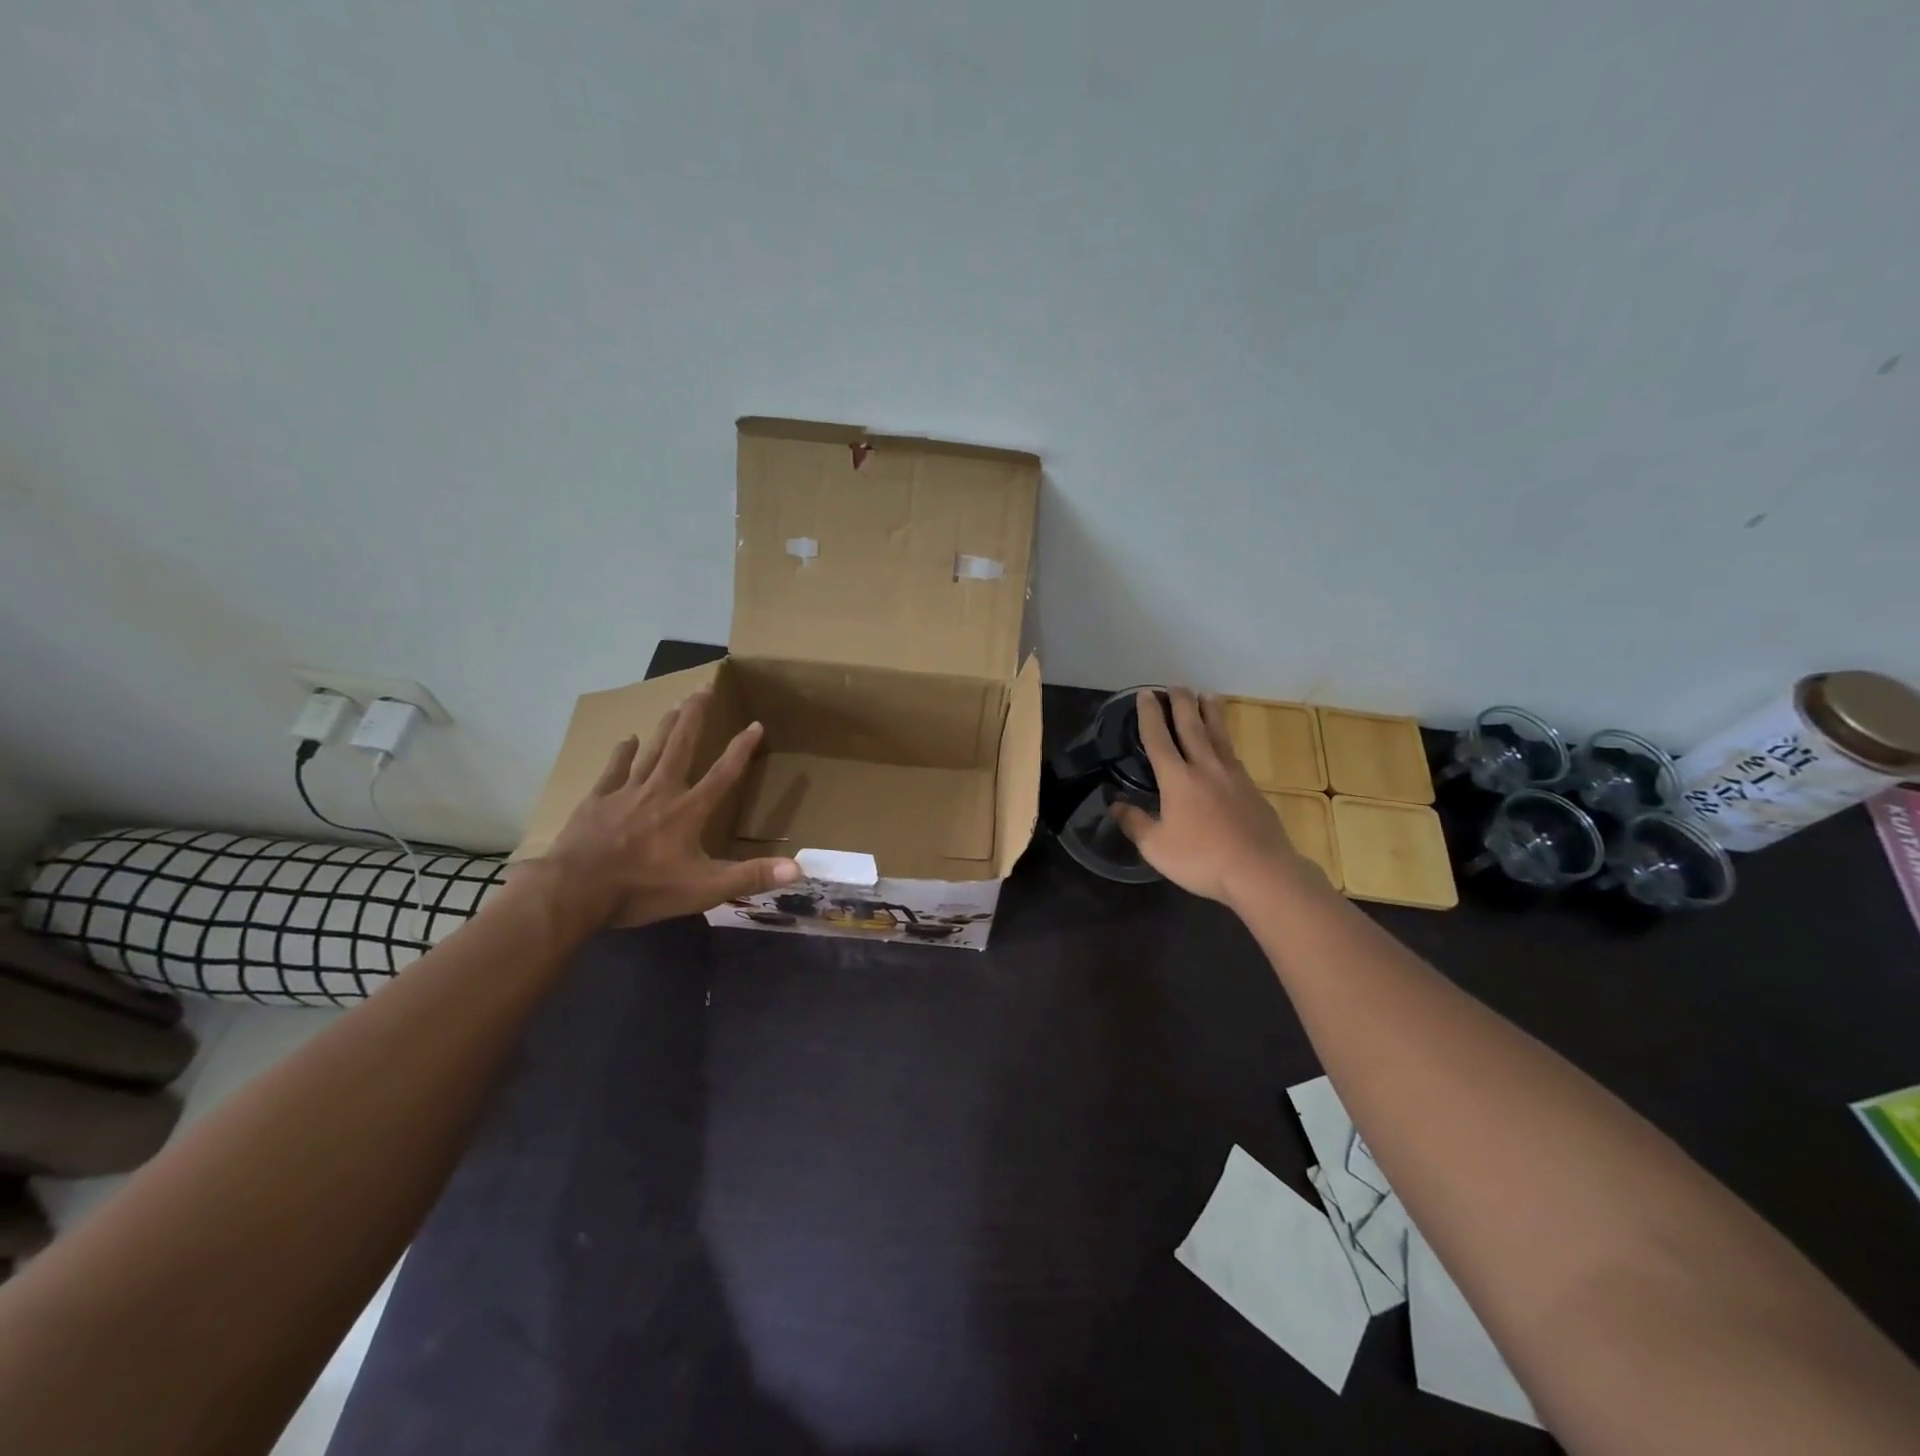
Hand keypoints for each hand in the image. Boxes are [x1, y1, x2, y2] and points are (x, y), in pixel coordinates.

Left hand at [526, 688, 800, 930]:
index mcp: (688, 811)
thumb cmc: (642, 889)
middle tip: (704, 688)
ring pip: (651, 750)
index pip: (723, 774)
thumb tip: (798, 868)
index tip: (755, 724)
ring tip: (676, 704)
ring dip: (665, 726)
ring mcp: (626, 793)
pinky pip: (614, 769)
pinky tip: (627, 740)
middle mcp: (661, 792)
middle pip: (682, 746)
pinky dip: (623, 753)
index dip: (741, 749)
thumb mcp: (704, 889)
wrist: (575, 891)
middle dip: (696, 717)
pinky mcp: (597, 801)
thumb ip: (750, 876)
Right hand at [1110, 688, 1307, 907]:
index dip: (1149, 715)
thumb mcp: (1156, 847)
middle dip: (1181, 703)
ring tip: (1207, 695)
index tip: (1145, 694)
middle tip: (1176, 684)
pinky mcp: (1251, 788)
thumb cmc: (1201, 859)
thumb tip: (1115, 805)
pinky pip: (1232, 753)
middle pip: (1191, 727)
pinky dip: (1224, 738)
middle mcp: (1205, 768)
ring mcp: (1232, 776)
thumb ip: (1135, 823)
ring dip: (1210, 713)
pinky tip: (1224, 742)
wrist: (1260, 871)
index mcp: (1177, 779)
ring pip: (1218, 735)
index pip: (1158, 739)